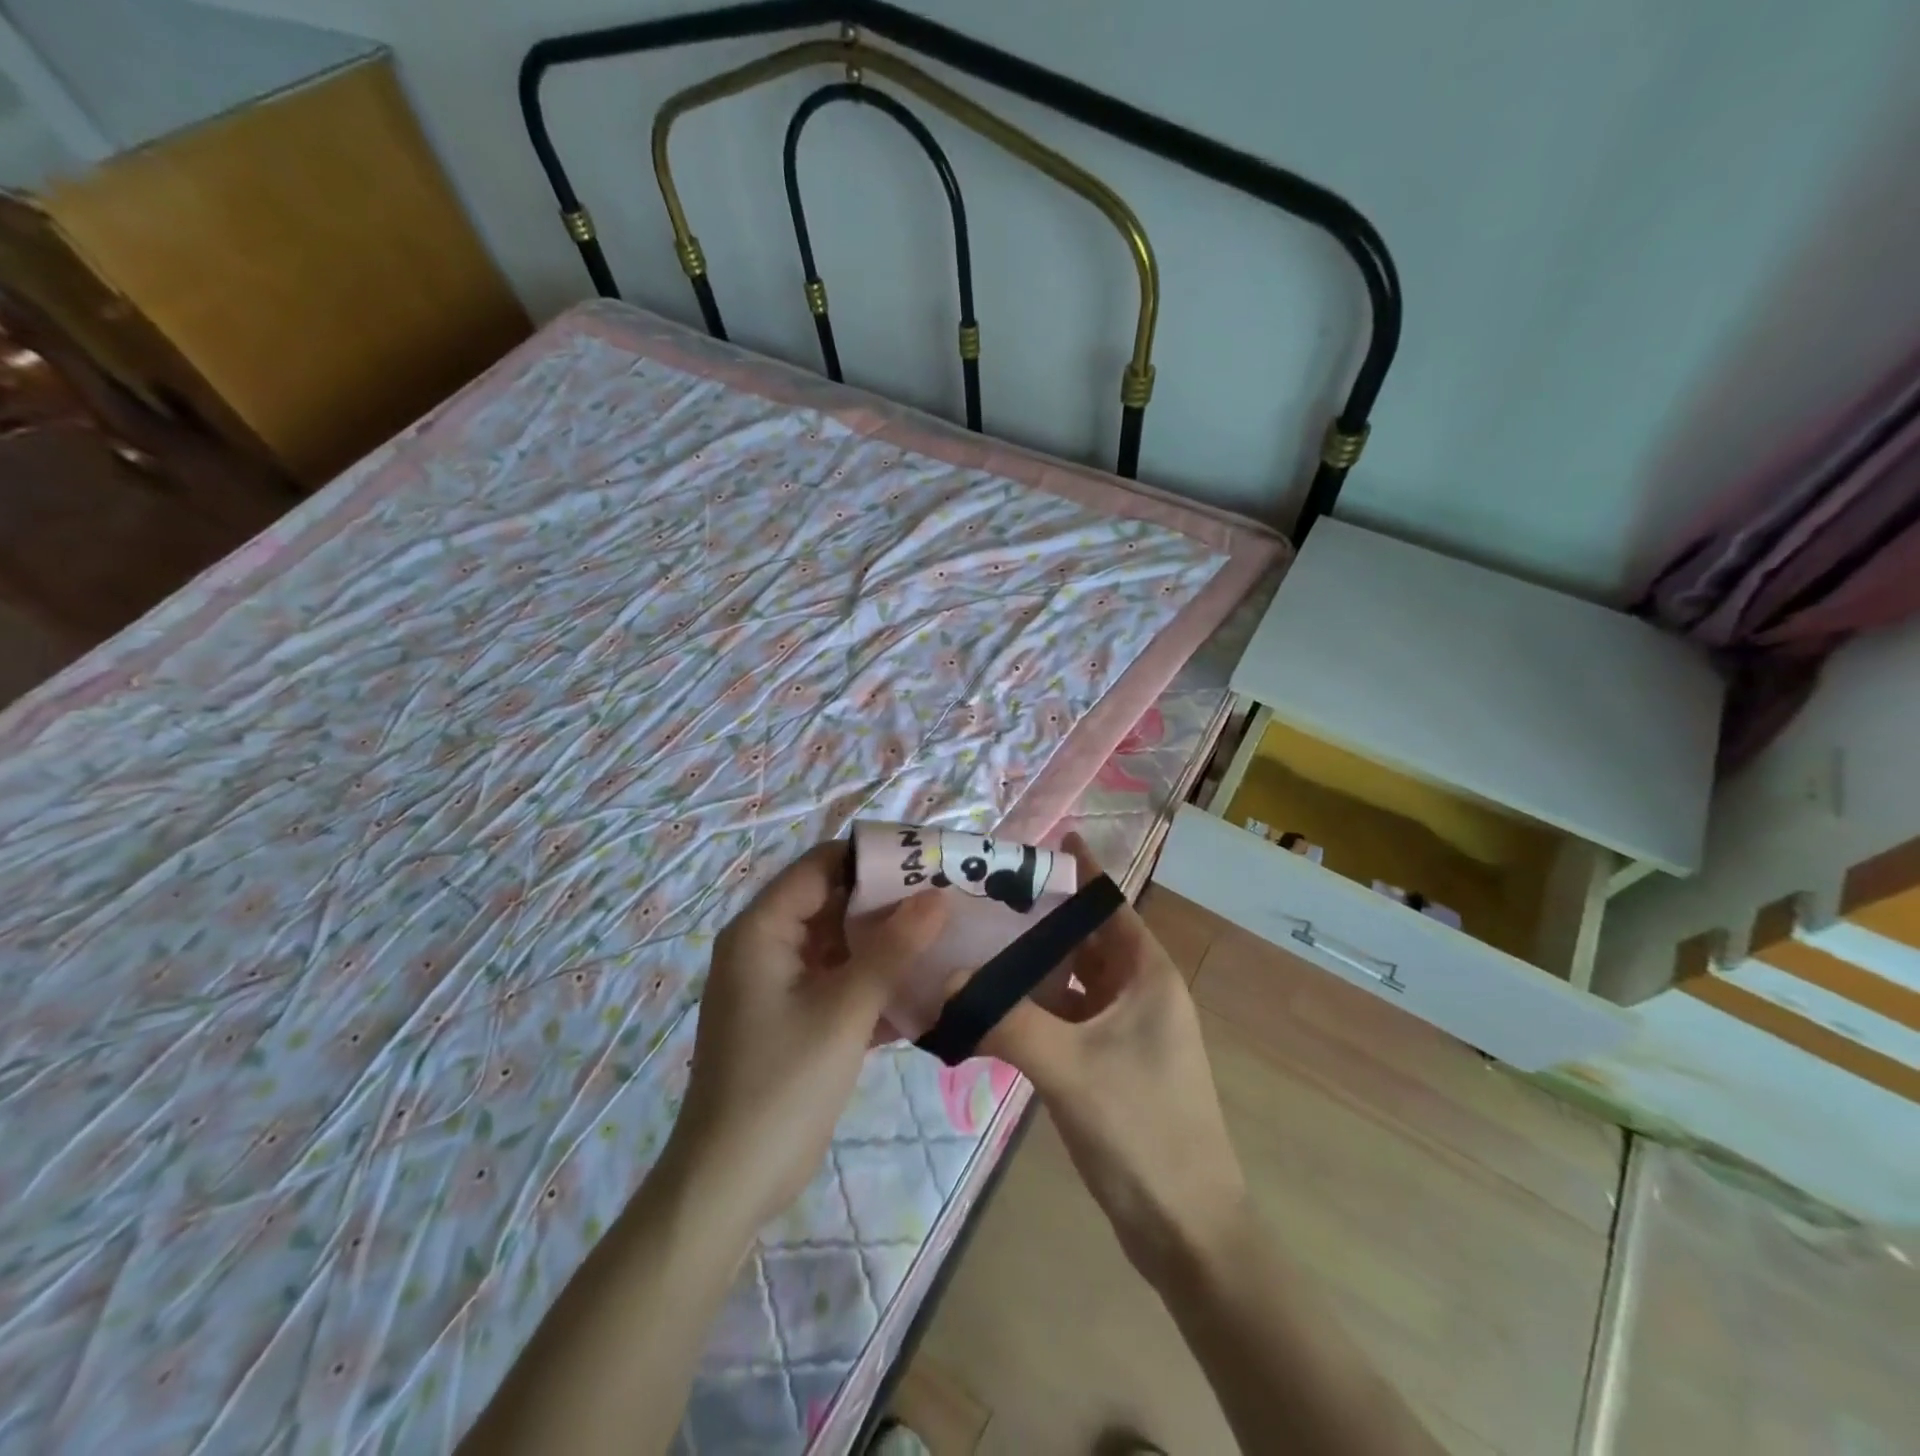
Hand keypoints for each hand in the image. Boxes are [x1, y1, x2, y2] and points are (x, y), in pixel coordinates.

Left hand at [665, 840, 948, 1237]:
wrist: (729, 1184)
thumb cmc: (782, 1084)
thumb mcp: (844, 1010)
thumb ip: (893, 949)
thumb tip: (938, 895)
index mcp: (763, 929)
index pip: (822, 864)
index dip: (873, 858)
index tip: (928, 861)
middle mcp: (767, 945)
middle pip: (833, 902)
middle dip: (888, 902)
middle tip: (948, 898)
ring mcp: (779, 983)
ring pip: (840, 944)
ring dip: (886, 944)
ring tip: (946, 936)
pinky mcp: (793, 1017)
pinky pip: (839, 980)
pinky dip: (873, 981)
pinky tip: (923, 988)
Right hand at [976, 834, 1249, 1278]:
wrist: (1187, 1229)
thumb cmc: (1141, 1130)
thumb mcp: (1069, 1067)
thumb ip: (1005, 1019)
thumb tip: (944, 980)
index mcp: (1147, 974)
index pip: (1109, 902)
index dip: (1078, 870)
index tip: (1038, 842)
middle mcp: (1141, 990)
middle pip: (1086, 937)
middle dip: (1043, 915)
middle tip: (986, 893)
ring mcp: (1127, 1029)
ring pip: (1074, 978)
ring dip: (1035, 962)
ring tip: (979, 939)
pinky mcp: (1112, 1062)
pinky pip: (1068, 1015)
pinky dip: (1036, 1004)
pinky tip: (993, 1003)